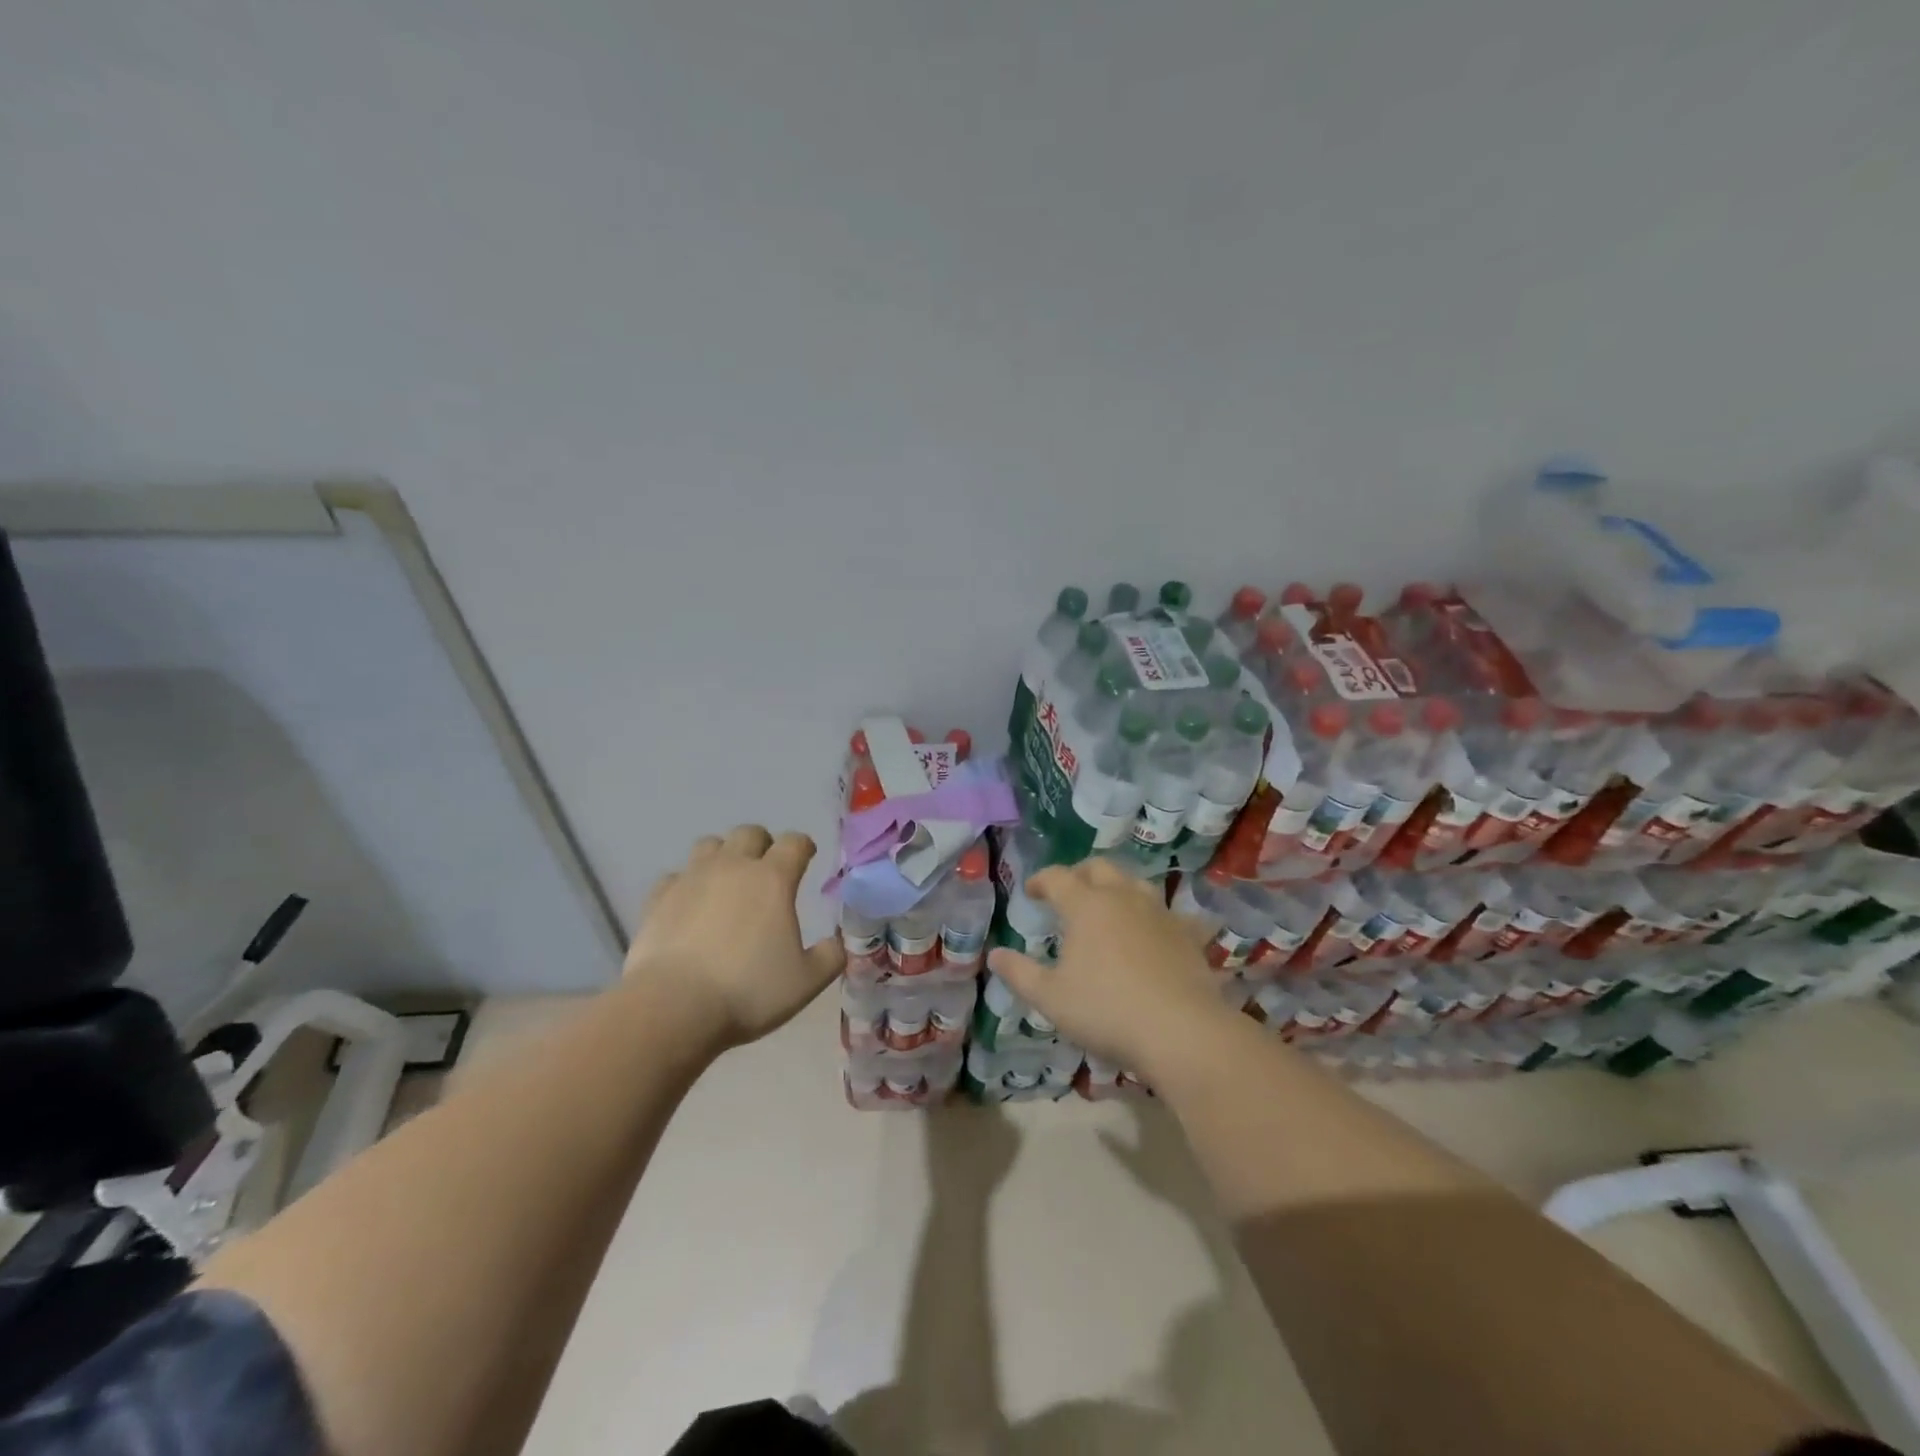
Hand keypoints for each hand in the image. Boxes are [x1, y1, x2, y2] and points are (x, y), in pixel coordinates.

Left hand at [624, 825, 845, 1048]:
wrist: (673, 1007)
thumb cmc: (748, 991)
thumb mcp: (806, 982)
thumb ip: (830, 956)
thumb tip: (838, 942)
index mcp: (773, 879)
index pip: (794, 842)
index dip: (803, 846)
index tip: (806, 857)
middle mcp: (732, 867)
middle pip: (749, 833)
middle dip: (762, 845)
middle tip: (767, 870)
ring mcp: (691, 878)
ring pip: (709, 845)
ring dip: (723, 856)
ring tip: (727, 881)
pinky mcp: (658, 898)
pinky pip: (675, 877)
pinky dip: (686, 884)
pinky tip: (690, 905)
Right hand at [986, 859, 1229, 1076]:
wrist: (1181, 1030)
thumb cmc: (1106, 1010)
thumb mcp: (1051, 998)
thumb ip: (1019, 973)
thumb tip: (994, 955)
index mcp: (1086, 905)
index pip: (1057, 878)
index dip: (1040, 880)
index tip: (1031, 891)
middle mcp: (1123, 897)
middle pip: (1099, 868)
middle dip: (1079, 874)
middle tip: (1068, 892)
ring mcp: (1160, 912)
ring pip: (1135, 883)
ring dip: (1116, 887)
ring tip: (1108, 907)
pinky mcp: (1187, 933)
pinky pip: (1168, 912)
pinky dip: (1153, 916)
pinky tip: (1153, 932)